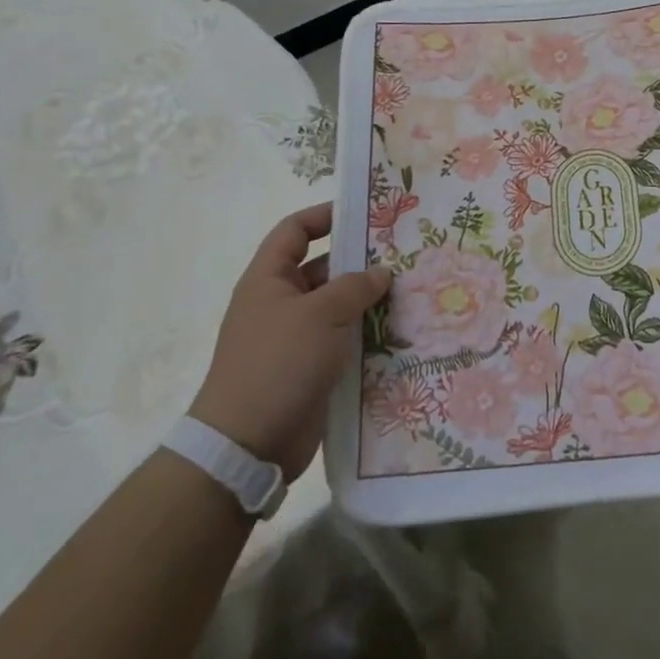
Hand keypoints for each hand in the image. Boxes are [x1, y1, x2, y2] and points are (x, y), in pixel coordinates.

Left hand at [188, 203, 390, 476]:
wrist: (247, 444)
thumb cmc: (278, 363)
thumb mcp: (321, 314)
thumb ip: (354, 287)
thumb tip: (380, 274)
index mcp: (268, 280)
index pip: (294, 231)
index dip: (325, 216)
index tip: (364, 214)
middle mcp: (280, 304)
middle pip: (322, 269)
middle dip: (359, 262)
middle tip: (404, 256)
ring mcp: (295, 339)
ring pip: (337, 308)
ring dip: (368, 302)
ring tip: (412, 293)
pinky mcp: (310, 370)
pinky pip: (342, 342)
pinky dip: (367, 336)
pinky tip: (401, 334)